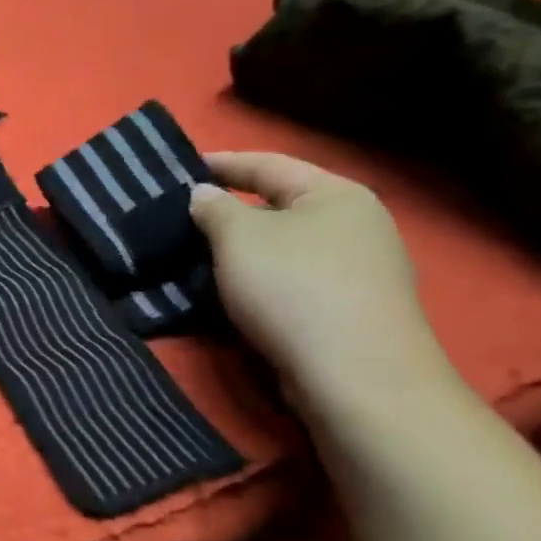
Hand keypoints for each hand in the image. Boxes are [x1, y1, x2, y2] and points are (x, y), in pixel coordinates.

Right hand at [189, 152, 446, 403]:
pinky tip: (233, 292)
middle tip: (183, 217)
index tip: (178, 169)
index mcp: (336, 194)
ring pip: (286, 247)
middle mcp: (358, 225)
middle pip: (280, 206)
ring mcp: (361, 270)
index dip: (221, 163)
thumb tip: (203, 195)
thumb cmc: (293, 287)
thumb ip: (213, 208)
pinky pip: (295, 280)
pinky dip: (261, 280)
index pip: (268, 164)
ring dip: (243, 250)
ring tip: (198, 255)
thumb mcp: (238, 237)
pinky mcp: (352, 310)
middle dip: (230, 211)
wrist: (356, 376)